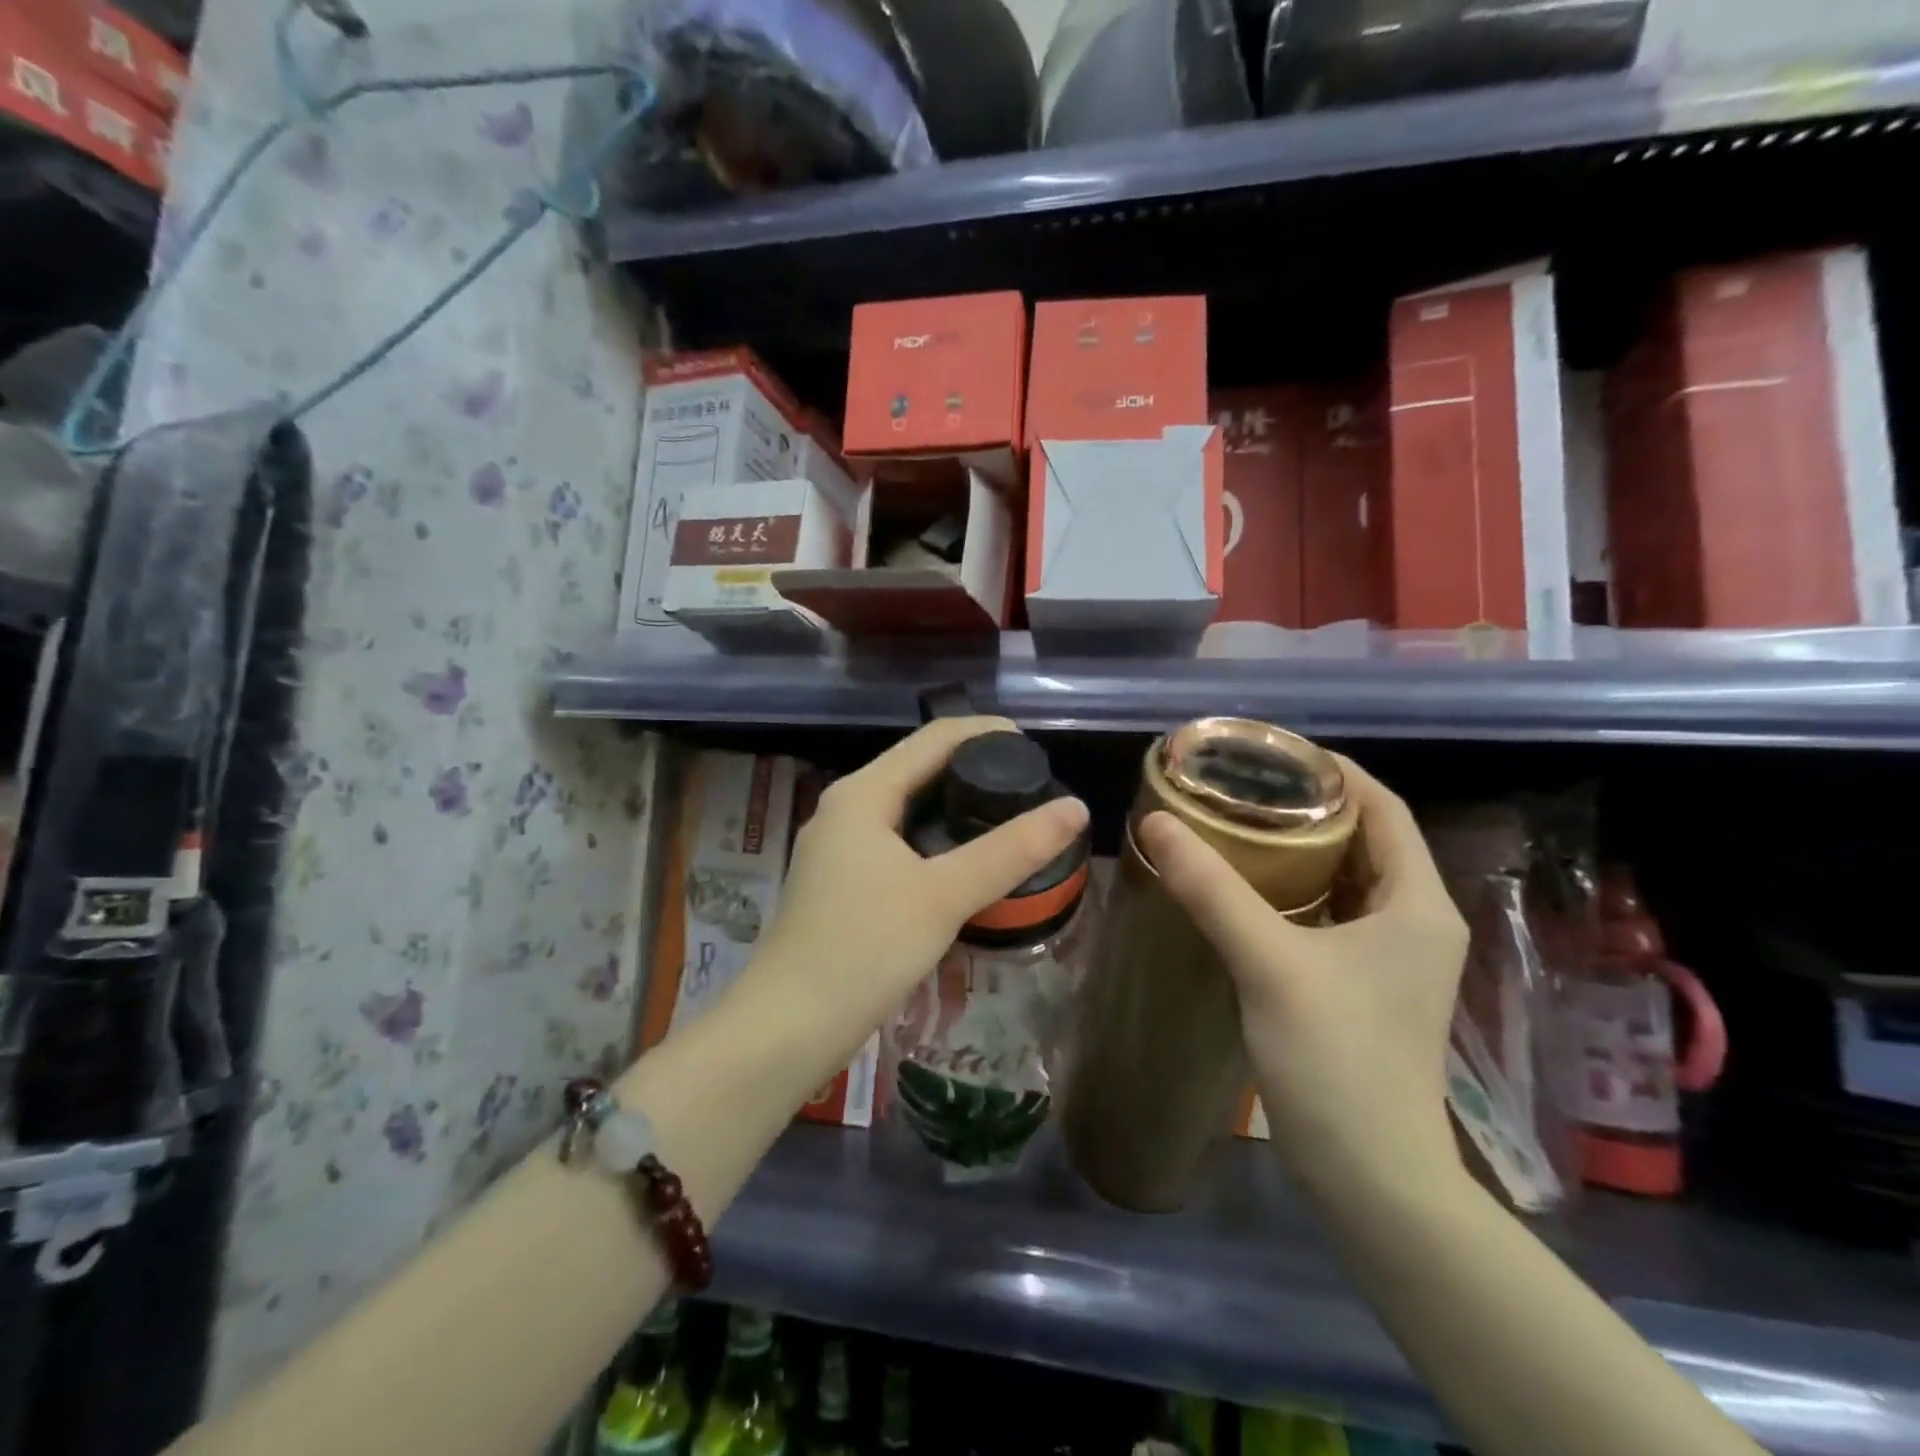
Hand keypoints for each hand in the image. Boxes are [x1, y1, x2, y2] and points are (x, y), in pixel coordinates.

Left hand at [749, 717, 1088, 1071]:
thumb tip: (1076, 808)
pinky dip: (934, 838)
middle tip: (1029, 787)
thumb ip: (1011, 851)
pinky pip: (896, 840)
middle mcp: (845, 808)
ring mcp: (838, 846)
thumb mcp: (944, 896)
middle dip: (973, 768)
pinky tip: (963, 861)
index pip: (933, 738)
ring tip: (1006, 819)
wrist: (787, 1028)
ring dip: (954, 805)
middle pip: (918, 768)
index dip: (986, 732)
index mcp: (862, 793)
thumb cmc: (864, 949)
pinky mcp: (840, 881)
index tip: (1036, 748)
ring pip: (907, 807)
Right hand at [1137, 755, 1468, 1200]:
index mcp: (1416, 902)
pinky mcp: (1363, 984)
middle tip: (1239, 787)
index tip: (1269, 754)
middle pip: (1364, 838)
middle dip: (1306, 806)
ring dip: (1297, 849)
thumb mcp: (1270, 963)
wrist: (1370, 1177)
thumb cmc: (1337, 1059)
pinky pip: (1329, 913)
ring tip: (1235, 825)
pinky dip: (1292, 890)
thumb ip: (1212, 889)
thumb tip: (1156, 823)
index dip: (1331, 771)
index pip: (1381, 807)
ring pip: (1344, 877)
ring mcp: (1391, 956)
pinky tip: (1244, 889)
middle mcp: (1414, 920)